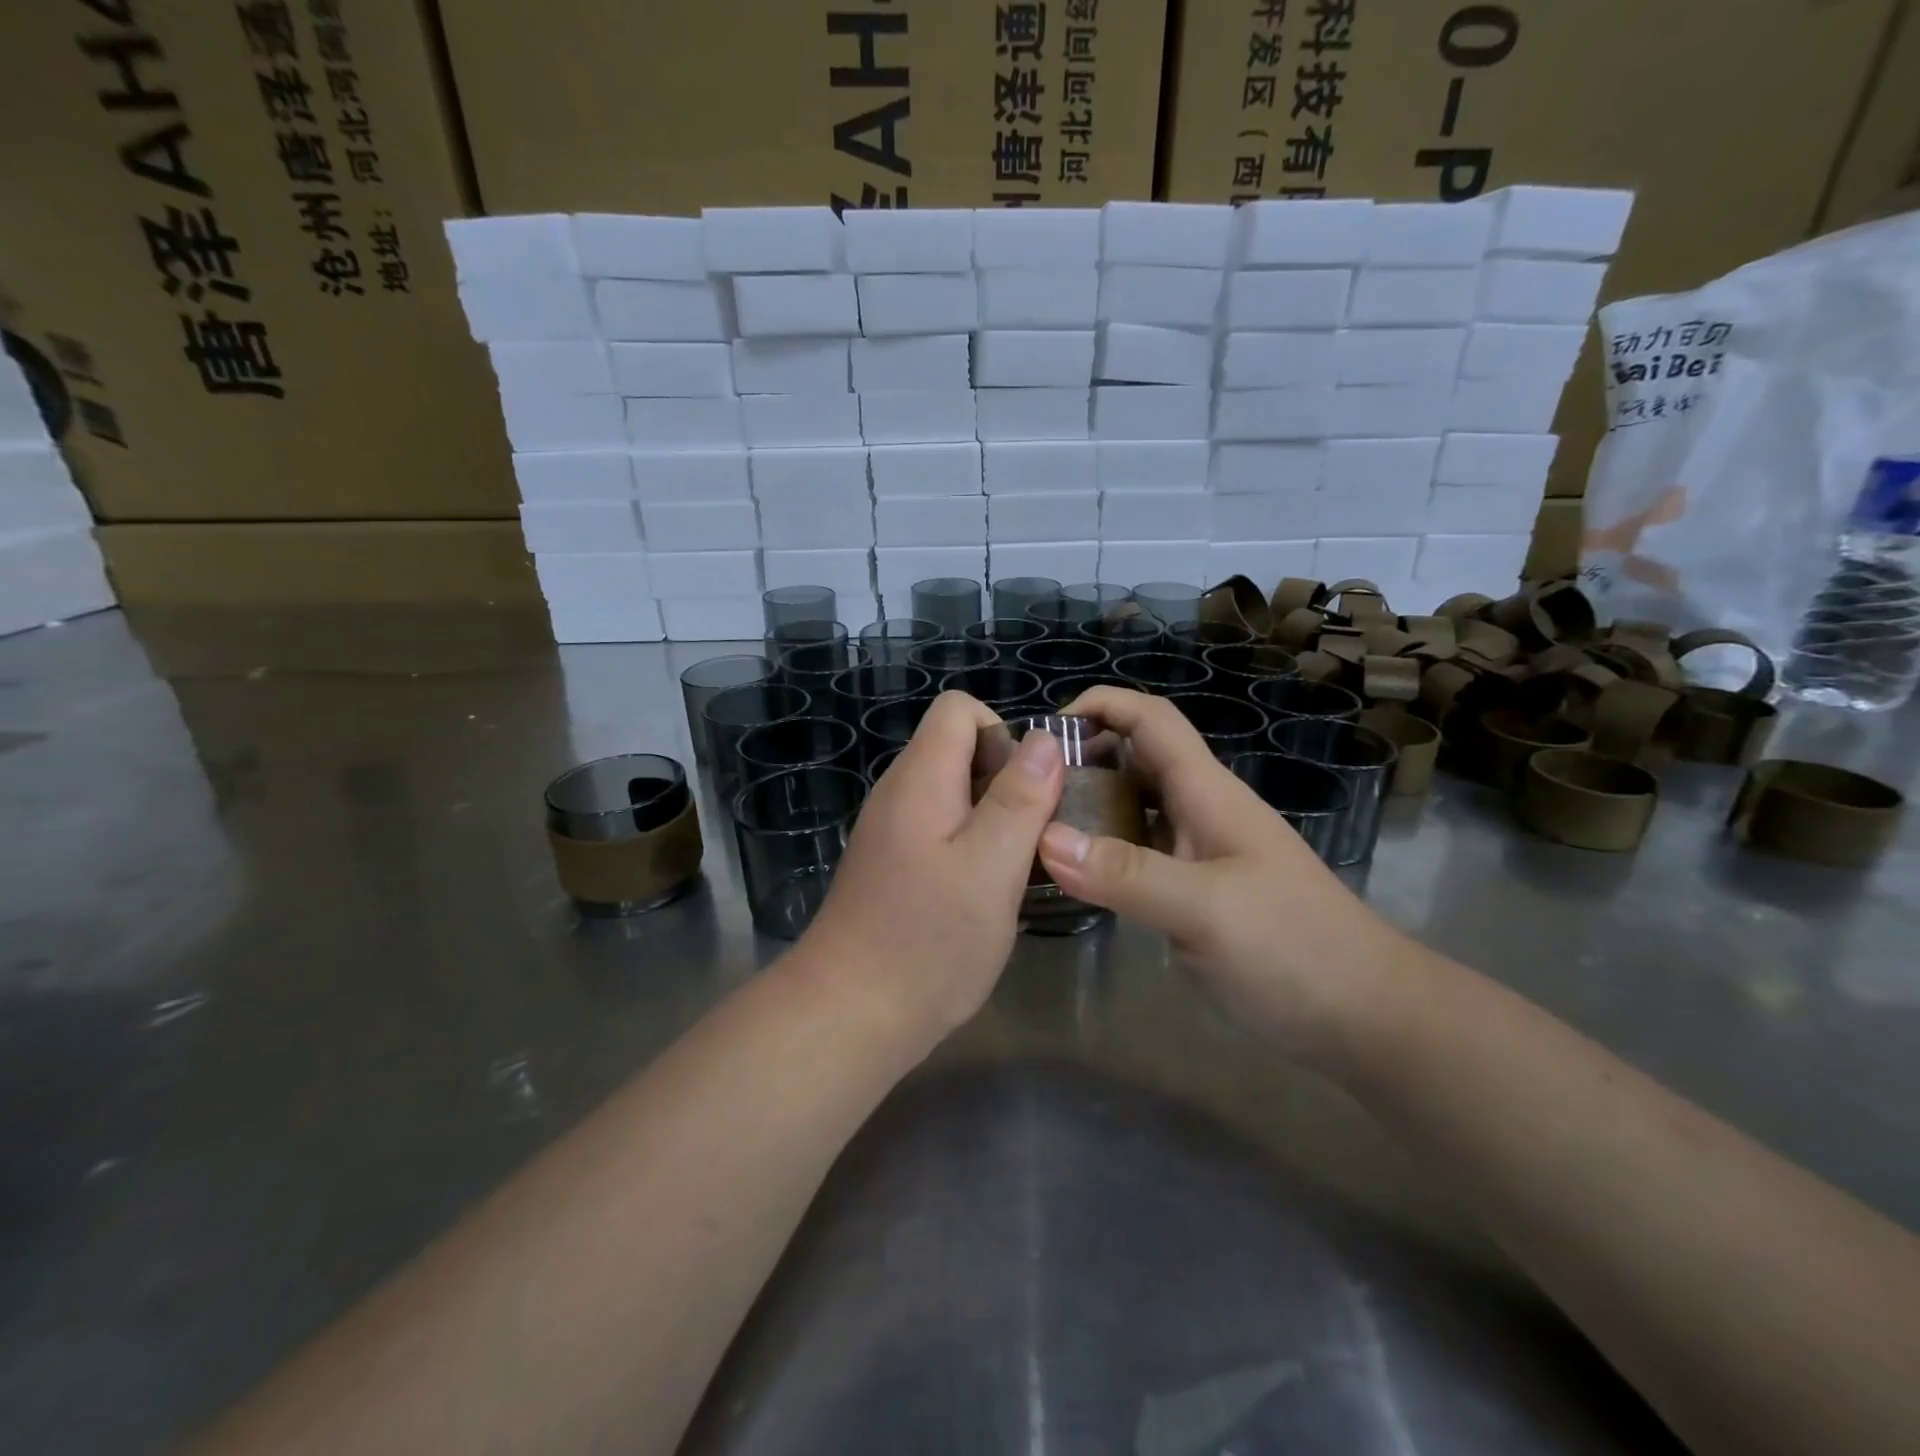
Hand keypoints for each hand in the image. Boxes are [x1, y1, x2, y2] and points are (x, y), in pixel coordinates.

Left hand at [798, 692, 1063, 1043]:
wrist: (850, 1014)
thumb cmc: (928, 939)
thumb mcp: (991, 866)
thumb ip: (1020, 798)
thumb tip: (1043, 738)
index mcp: (920, 778)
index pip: (958, 709)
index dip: (1003, 733)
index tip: (1029, 788)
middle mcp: (899, 793)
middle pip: (958, 749)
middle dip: (1006, 779)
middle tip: (1034, 837)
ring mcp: (891, 831)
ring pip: (953, 794)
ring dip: (993, 818)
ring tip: (1015, 869)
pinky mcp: (892, 865)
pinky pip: (940, 830)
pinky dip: (970, 846)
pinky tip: (984, 895)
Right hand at [1035, 688, 1403, 1061]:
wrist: (1365, 1016)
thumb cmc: (1293, 948)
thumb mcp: (1205, 908)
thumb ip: (1126, 873)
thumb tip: (1043, 838)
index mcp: (1206, 792)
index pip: (1150, 719)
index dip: (1101, 704)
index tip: (1045, 730)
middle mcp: (1201, 811)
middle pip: (1137, 759)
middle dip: (1084, 757)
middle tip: (1026, 789)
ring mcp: (1201, 853)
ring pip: (1136, 808)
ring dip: (1091, 805)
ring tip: (1037, 828)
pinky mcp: (1198, 892)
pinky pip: (1141, 853)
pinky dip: (1106, 852)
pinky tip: (1076, 876)